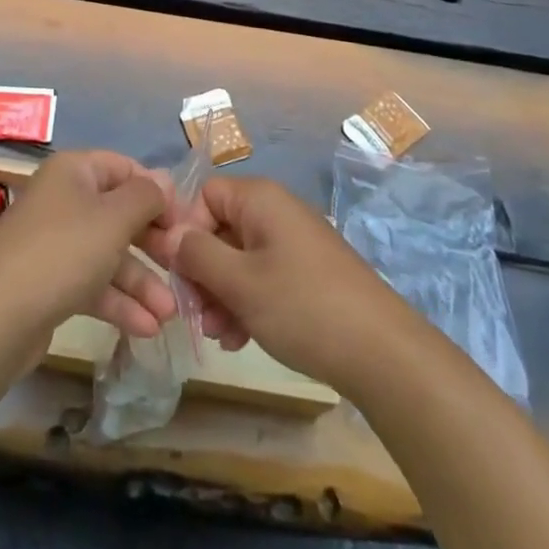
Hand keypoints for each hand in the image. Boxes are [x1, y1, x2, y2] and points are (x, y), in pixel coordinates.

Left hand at [0, 150, 178, 341]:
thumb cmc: (63, 252)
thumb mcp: (114, 218)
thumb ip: (146, 196)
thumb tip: (164, 181)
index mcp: (74, 172)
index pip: (125, 168)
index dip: (157, 191)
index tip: (185, 221)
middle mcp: (63, 200)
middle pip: (119, 213)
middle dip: (153, 243)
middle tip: (183, 266)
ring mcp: (54, 242)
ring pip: (108, 254)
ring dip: (141, 282)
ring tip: (170, 314)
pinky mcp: (49, 282)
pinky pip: (92, 283)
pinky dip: (118, 302)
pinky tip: (146, 328)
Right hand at [155, 176, 408, 388]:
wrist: (382, 352)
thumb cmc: (302, 306)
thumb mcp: (240, 282)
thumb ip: (197, 255)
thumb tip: (167, 235)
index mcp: (260, 199)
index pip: (204, 195)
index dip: (186, 230)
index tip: (177, 272)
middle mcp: (276, 211)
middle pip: (219, 229)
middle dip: (202, 272)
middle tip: (194, 314)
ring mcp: (293, 243)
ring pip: (238, 258)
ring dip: (221, 294)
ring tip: (219, 335)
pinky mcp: (306, 273)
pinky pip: (262, 277)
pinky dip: (246, 302)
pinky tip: (240, 340)